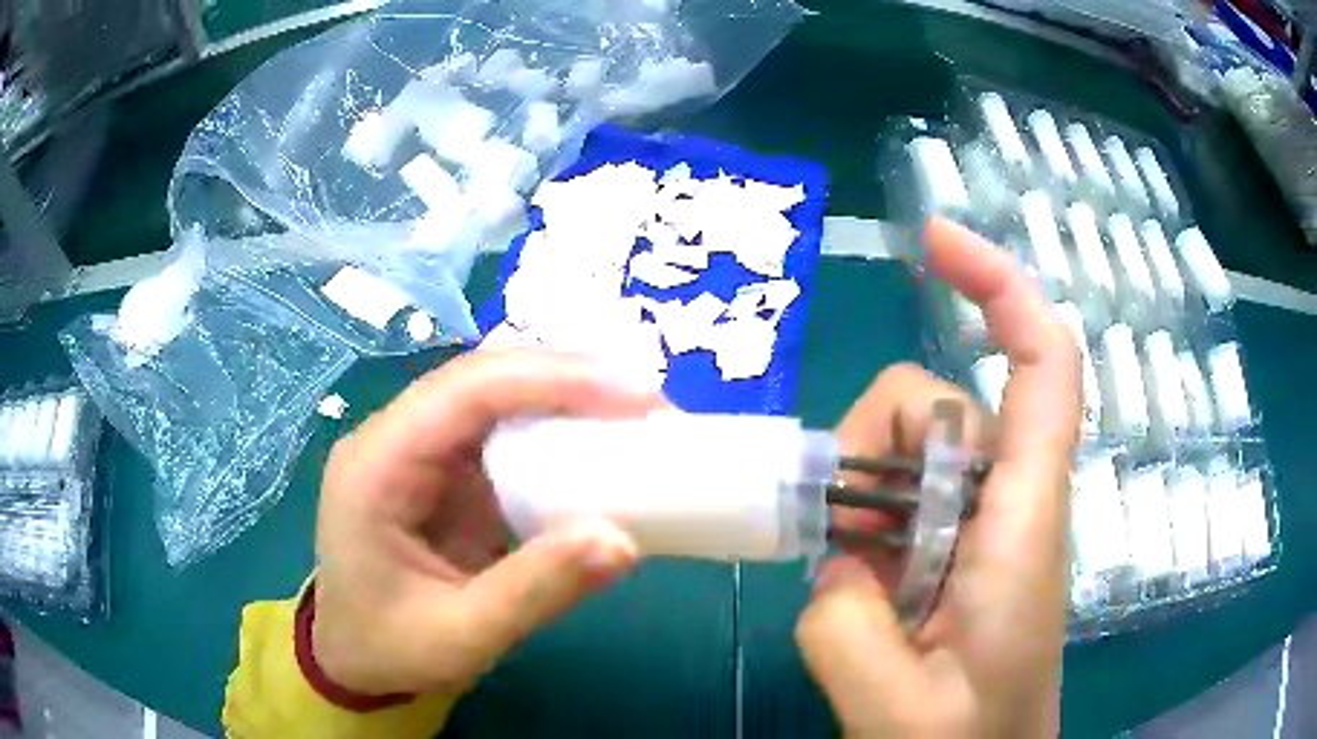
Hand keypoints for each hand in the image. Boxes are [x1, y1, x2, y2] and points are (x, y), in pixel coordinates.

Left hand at [312, 350, 664, 695]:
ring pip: (495, 391)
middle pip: (483, 375)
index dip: (553, 379)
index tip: (637, 396)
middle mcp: (393, 438)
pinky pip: (501, 427)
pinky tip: (597, 438)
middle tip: (652, 403)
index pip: (466, 390)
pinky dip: (555, 424)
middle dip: (570, 376)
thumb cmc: (389, 648)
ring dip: (566, 391)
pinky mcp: (442, 468)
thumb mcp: (461, 638)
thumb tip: (624, 540)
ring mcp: (417, 448)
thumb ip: (536, 591)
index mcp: (377, 466)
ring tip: (637, 412)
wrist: (351, 655)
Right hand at [795, 218, 1081, 736]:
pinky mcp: (960, 548)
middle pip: (945, 405)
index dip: (999, 287)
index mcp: (1023, 525)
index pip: (1043, 369)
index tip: (933, 241)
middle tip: (844, 541)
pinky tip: (861, 584)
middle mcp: (1012, 501)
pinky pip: (904, 498)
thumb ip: (845, 627)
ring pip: (914, 450)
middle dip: (876, 446)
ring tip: (857, 587)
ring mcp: (984, 522)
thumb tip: (835, 563)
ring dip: (862, 498)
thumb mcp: (896, 708)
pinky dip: (865, 523)